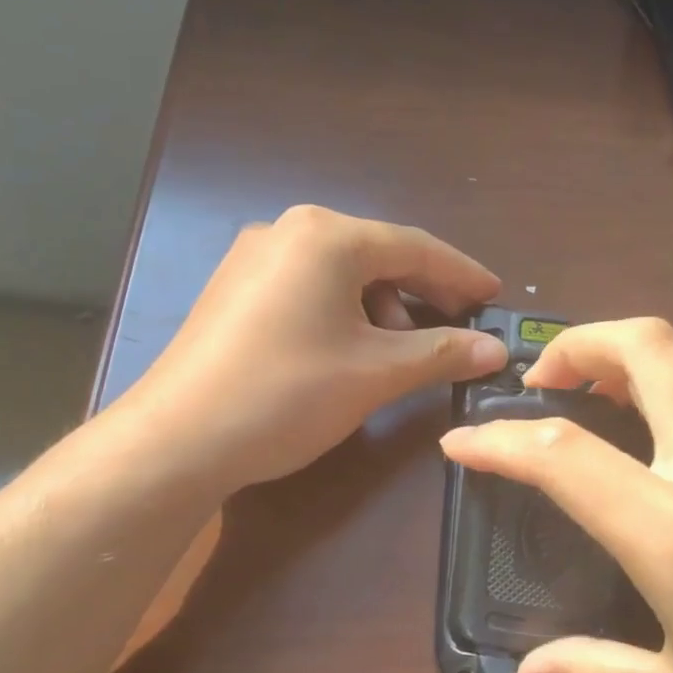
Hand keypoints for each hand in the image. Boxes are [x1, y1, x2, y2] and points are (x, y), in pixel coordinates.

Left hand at [121, 206, 507, 491]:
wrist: (177, 440)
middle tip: (457, 330)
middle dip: (422, 294)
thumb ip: (441, 353)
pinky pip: (308, 290)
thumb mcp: (375, 373)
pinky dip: (343, 314)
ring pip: (341, 275)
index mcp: (325, 235)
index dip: (462, 275)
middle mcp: (287, 231)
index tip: (496, 297)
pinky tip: (351, 351)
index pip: (415, 247)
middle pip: (377, 256)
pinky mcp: (234, 291)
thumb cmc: (287, 394)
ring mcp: (253, 259)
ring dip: (382, 308)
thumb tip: (494, 350)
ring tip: (399, 353)